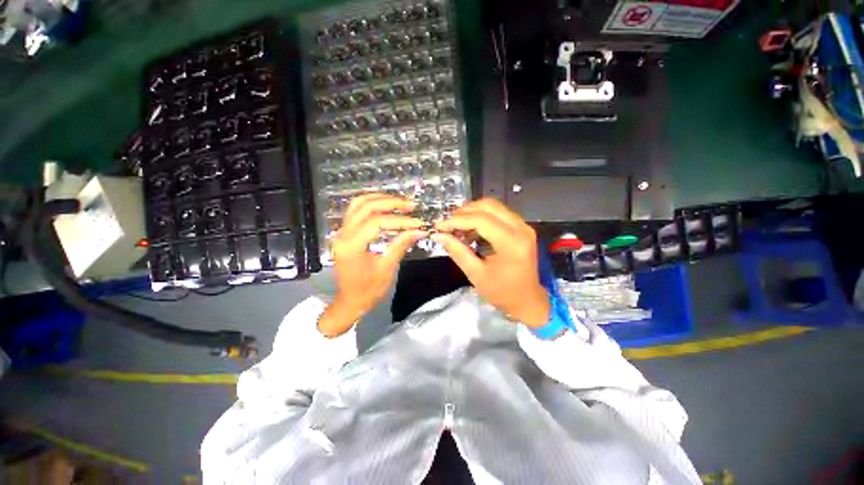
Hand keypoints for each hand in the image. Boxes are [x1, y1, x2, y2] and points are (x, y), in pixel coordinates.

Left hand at [318, 194, 426, 337]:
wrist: (350, 301)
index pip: (377, 222)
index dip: (399, 220)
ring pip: (358, 203)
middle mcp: (343, 234)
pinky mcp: (345, 232)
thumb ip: (401, 245)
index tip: (417, 222)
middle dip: (390, 203)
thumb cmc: (368, 290)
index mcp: (352, 246)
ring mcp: (341, 231)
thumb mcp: (387, 269)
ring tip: (400, 202)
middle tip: (410, 205)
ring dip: (380, 199)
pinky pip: (356, 210)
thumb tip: (419, 230)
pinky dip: (371, 204)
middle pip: (366, 207)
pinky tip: (386, 205)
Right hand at [432, 199, 549, 327]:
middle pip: (488, 206)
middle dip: (464, 212)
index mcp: (511, 243)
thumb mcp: (476, 275)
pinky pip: (499, 213)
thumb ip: (458, 252)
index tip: (439, 226)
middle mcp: (521, 228)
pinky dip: (482, 216)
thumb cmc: (502, 293)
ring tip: (456, 225)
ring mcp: (523, 226)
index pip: (481, 220)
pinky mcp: (522, 228)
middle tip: (448, 224)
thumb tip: (439, 236)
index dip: (457, 220)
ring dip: (473, 212)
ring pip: (494, 206)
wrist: (528, 300)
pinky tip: (470, 228)